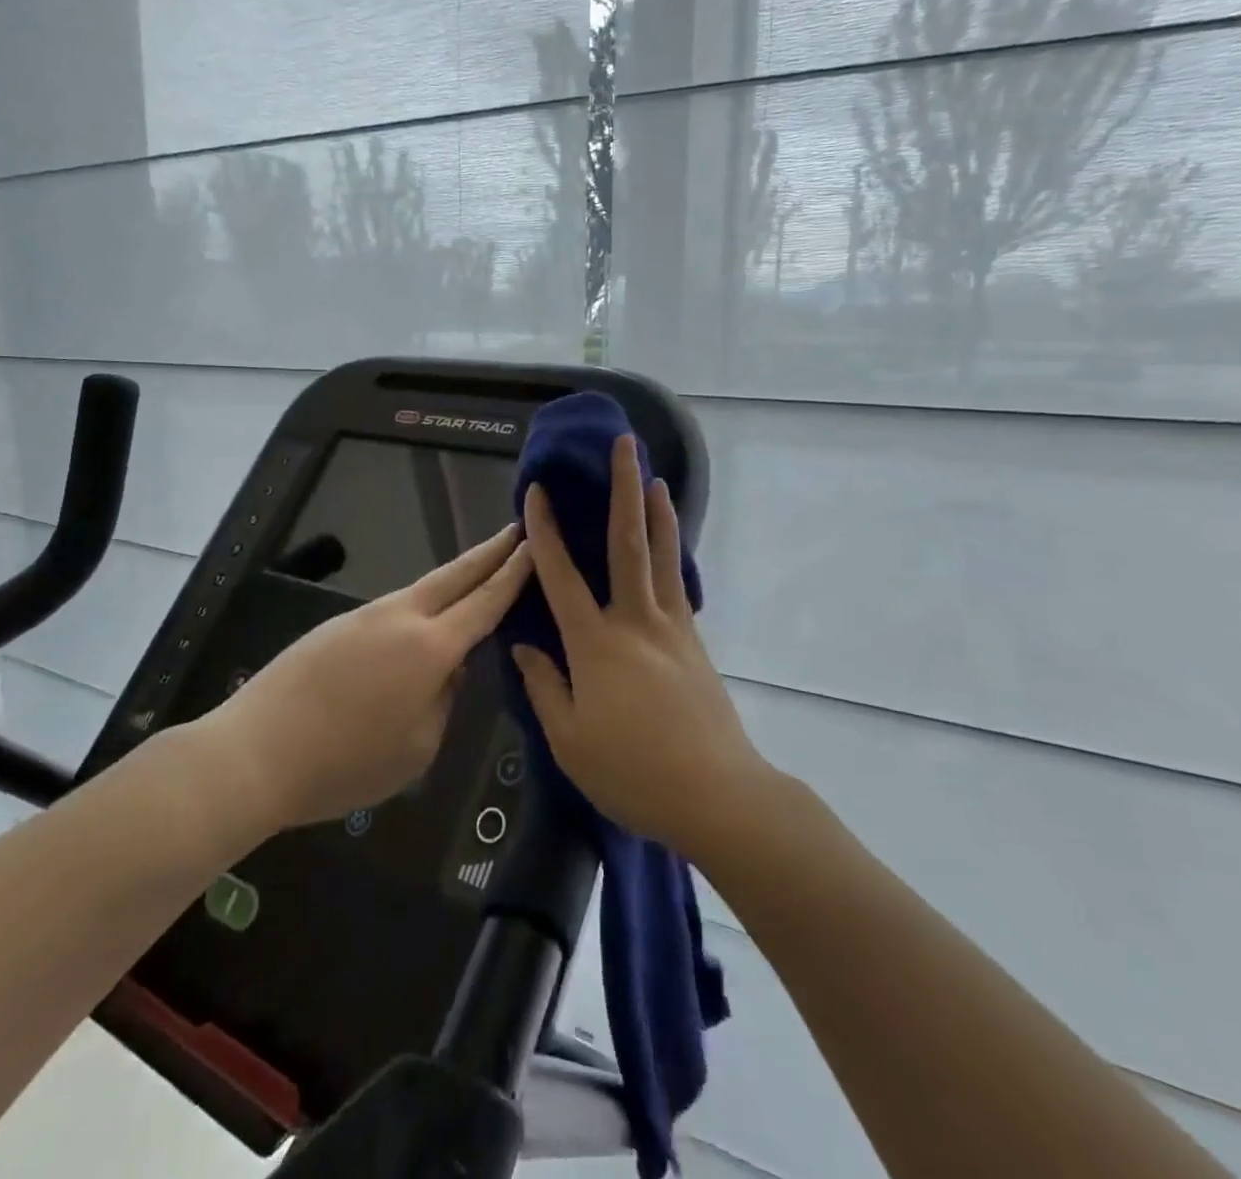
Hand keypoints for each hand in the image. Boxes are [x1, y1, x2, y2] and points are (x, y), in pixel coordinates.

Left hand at [197, 524, 530, 831]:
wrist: (255, 752)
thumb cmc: (345, 762)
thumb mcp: (417, 748)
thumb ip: (443, 700)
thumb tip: (448, 670)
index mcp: (431, 647)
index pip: (486, 601)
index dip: (514, 572)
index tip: (535, 545)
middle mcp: (402, 617)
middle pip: (456, 574)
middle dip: (490, 552)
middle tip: (517, 530)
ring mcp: (365, 616)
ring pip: (423, 590)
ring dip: (455, 578)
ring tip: (477, 575)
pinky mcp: (337, 626)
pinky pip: (393, 610)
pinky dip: (420, 607)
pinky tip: (420, 625)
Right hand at [512, 435, 768, 855]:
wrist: (716, 794)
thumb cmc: (633, 772)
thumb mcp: (570, 741)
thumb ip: (545, 687)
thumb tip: (524, 646)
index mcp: (596, 644)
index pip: (562, 577)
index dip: (545, 532)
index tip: (537, 492)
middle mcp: (636, 622)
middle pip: (628, 544)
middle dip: (624, 490)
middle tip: (626, 446)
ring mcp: (672, 628)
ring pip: (663, 557)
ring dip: (658, 513)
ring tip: (656, 478)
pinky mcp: (695, 642)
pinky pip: (679, 586)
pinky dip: (674, 555)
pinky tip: (671, 546)